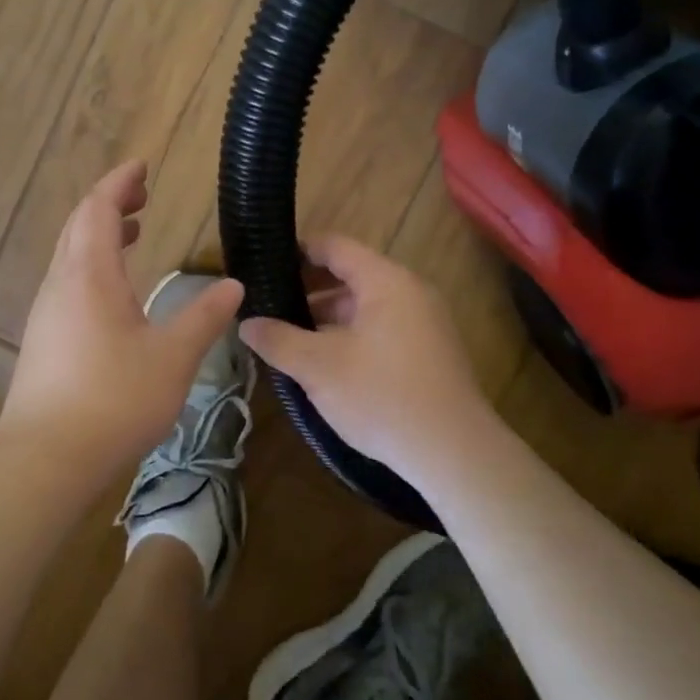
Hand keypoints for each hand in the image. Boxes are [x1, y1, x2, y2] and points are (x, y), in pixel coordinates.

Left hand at [0, 161, 243, 492]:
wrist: (45, 460)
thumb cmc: (113, 400)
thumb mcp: (173, 357)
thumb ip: (203, 317)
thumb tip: (233, 286)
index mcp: (89, 275)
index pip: (98, 209)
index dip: (119, 183)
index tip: (142, 166)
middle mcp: (61, 285)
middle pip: (78, 226)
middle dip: (109, 203)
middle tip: (142, 195)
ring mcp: (46, 313)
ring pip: (70, 256)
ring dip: (100, 236)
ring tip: (133, 233)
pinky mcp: (43, 341)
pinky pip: (68, 283)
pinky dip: (92, 266)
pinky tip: (115, 292)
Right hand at [238, 234, 499, 479]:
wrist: (453, 453)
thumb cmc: (382, 397)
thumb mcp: (319, 368)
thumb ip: (278, 339)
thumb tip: (245, 323)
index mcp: (385, 281)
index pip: (334, 246)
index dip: (297, 250)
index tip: (263, 263)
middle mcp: (410, 291)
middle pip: (350, 275)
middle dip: (307, 289)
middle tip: (268, 305)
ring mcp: (425, 322)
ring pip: (365, 306)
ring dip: (327, 317)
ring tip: (288, 337)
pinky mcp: (430, 351)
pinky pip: (381, 328)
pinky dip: (350, 335)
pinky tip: (325, 362)